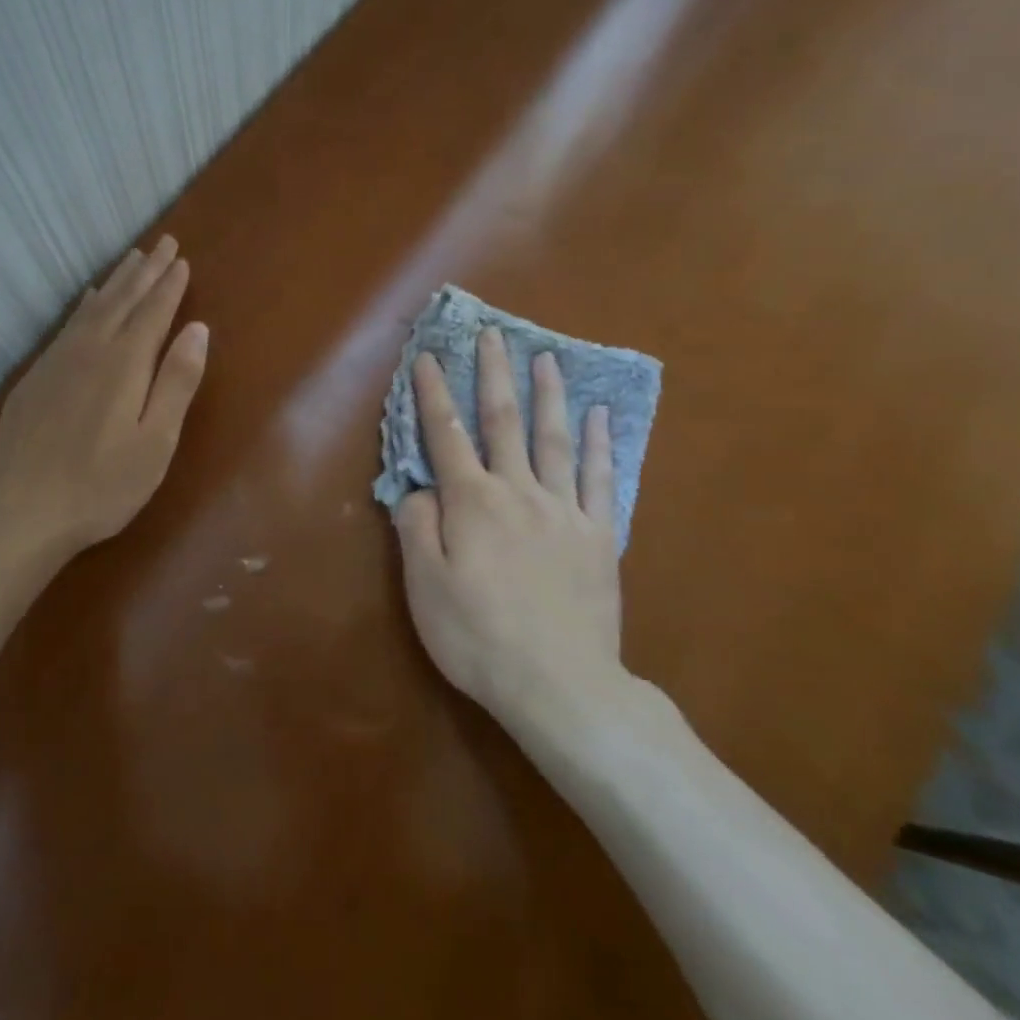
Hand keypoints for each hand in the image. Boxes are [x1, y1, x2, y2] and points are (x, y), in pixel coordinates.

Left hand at [0, 236, 207, 558]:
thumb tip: (198, 328)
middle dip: (146, 271)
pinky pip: (67, 324)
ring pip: (93, 307)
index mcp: (125, 364)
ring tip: (133, 258)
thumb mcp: (155, 441)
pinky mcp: (36, 376)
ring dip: (117, 281)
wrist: (20, 510)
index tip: (182, 259)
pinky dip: (85, 304)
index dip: (170, 286)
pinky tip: (88, 299)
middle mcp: (91, 350)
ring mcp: (58, 361)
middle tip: (163, 244)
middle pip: (123, 300)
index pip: (153, 312)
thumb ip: (177, 381)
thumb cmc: (101, 485)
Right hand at [393, 327, 638, 734]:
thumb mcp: (425, 587)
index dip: (433, 394)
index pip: (446, 435)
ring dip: (547, 395)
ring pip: (554, 439)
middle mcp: (518, 492)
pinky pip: (600, 479)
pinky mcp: (598, 536)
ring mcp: (564, 511)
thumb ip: (417, 528)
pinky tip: (602, 417)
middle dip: (494, 375)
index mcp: (472, 503)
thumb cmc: (479, 637)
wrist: (561, 685)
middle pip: (503, 422)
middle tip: (494, 335)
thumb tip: (418, 488)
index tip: (426, 356)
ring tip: (547, 358)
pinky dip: (600, 444)